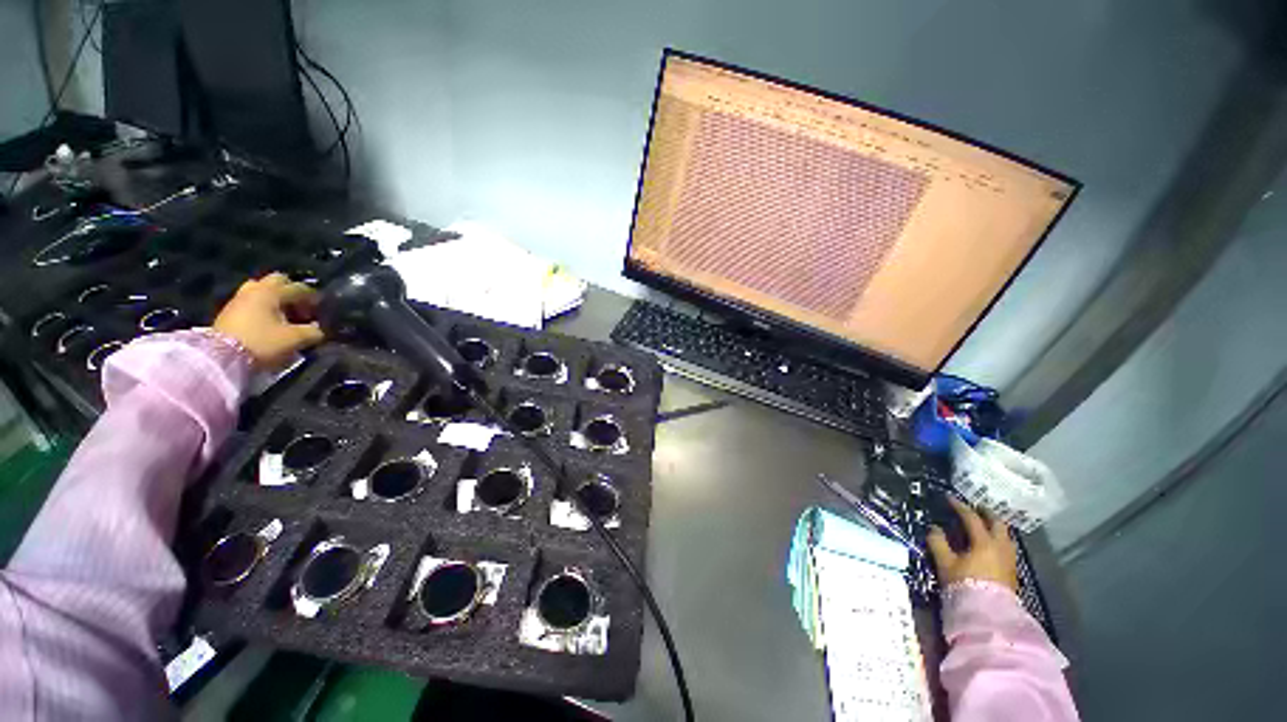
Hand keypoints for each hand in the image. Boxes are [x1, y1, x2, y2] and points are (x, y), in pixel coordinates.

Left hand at [213, 273, 325, 367]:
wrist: (221, 358)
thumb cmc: (262, 342)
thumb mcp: (295, 339)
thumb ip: (313, 331)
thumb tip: (318, 329)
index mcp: (272, 291)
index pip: (299, 287)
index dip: (314, 299)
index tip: (322, 312)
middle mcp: (255, 289)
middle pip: (278, 281)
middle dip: (291, 292)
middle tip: (300, 308)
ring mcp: (239, 299)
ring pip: (262, 290)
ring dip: (275, 299)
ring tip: (284, 316)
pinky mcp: (230, 311)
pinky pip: (252, 302)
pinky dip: (264, 307)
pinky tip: (270, 322)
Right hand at [926, 497, 1018, 592]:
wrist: (987, 613)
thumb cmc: (964, 584)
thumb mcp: (945, 563)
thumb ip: (938, 543)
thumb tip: (934, 528)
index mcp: (984, 542)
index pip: (971, 518)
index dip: (959, 506)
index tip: (949, 498)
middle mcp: (1000, 547)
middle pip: (997, 523)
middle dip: (986, 513)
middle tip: (975, 507)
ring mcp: (1009, 558)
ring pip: (1005, 535)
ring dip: (995, 526)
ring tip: (984, 524)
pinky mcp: (1012, 570)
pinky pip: (1007, 546)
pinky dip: (998, 538)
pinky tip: (990, 544)